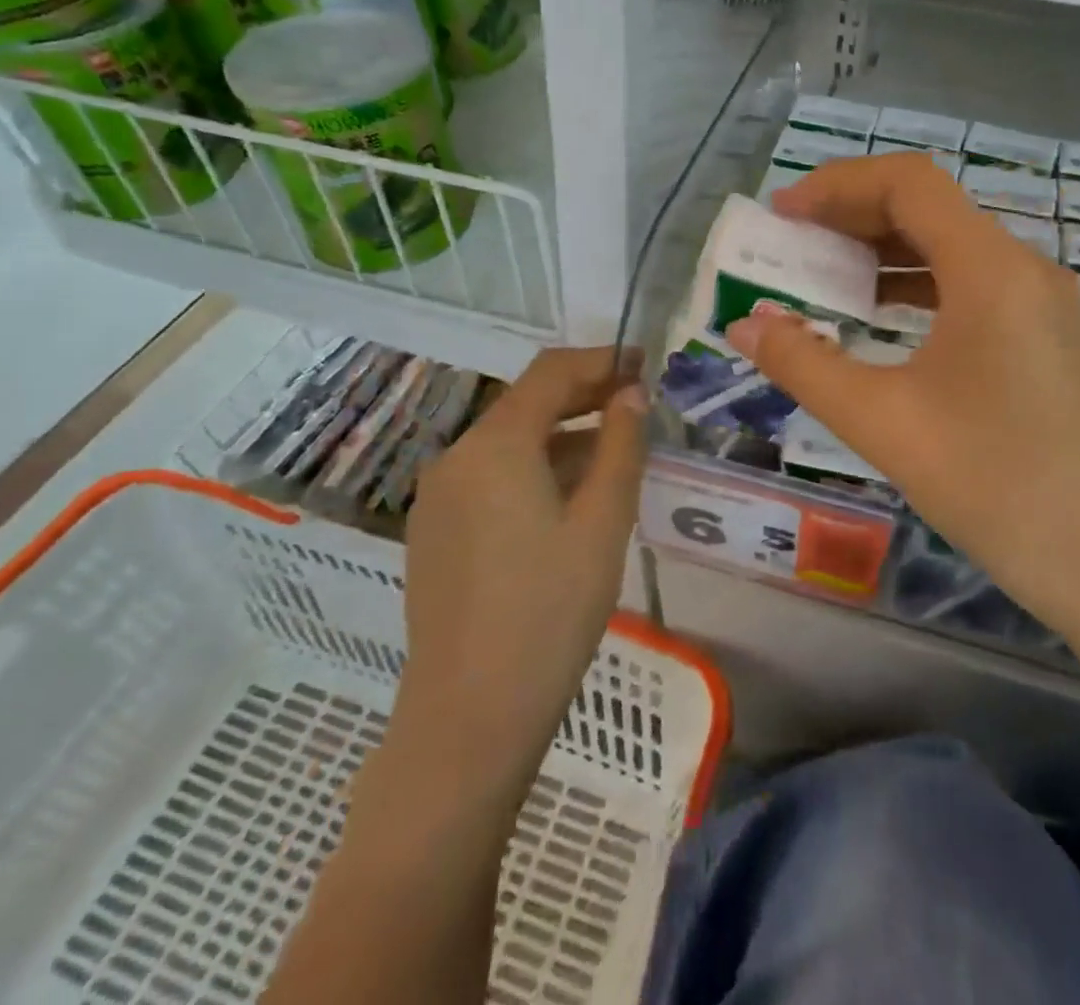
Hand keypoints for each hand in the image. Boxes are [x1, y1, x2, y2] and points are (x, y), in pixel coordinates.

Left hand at [389, 348, 647, 788]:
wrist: (469, 718)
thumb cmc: (550, 612)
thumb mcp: (603, 522)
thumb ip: (621, 446)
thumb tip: (631, 395)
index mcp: (495, 445)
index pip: (551, 372)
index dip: (601, 361)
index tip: (644, 364)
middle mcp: (456, 457)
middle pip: (526, 403)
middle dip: (584, 396)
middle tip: (637, 403)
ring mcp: (438, 497)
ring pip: (509, 443)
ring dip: (562, 436)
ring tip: (614, 452)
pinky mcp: (435, 532)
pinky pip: (491, 478)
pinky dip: (534, 469)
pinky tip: (570, 498)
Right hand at [727, 154, 1079, 620]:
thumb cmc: (992, 482)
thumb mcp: (881, 420)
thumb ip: (803, 365)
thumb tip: (745, 326)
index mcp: (989, 269)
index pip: (909, 184)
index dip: (838, 185)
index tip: (784, 214)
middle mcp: (1021, 268)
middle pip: (929, 208)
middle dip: (853, 215)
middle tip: (792, 242)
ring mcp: (1038, 302)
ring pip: (950, 245)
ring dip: (883, 250)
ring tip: (822, 275)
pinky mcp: (1042, 335)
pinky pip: (969, 283)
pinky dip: (915, 284)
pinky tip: (878, 315)